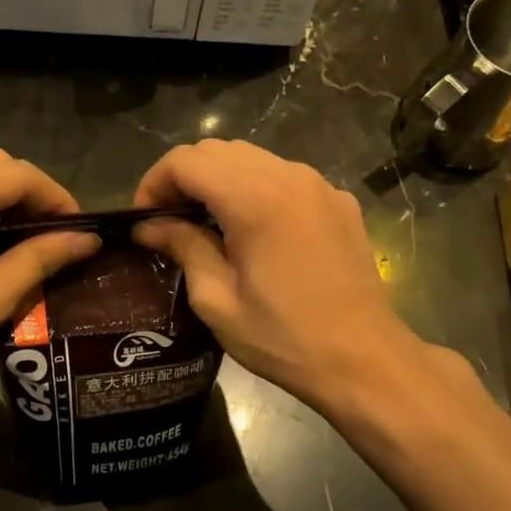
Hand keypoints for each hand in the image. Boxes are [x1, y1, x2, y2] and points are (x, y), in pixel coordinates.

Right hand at [133, 140, 458, 423]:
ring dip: (220, 181)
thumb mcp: (218, 300)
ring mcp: (320, 185)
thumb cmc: (284, 338)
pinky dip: (256, 190)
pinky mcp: (339, 201)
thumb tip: (149, 226)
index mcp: (255, 199)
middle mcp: (289, 177)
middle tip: (170, 222)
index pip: (186, 160)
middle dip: (185, 178)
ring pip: (252, 159)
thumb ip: (183, 248)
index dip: (155, 182)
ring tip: (209, 225)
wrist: (365, 360)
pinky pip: (284, 178)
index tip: (146, 219)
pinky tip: (255, 232)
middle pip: (218, 151)